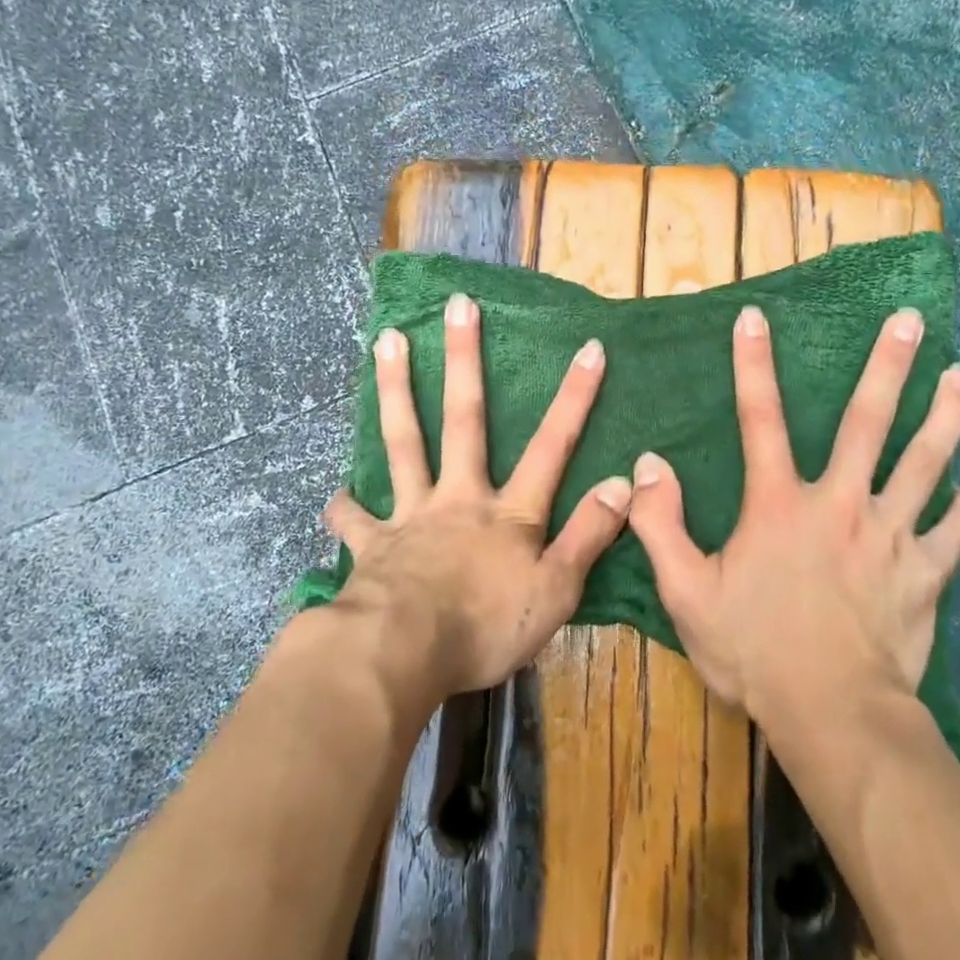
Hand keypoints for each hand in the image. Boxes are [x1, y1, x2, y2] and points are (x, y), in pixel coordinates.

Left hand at [323, 291, 633, 698]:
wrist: (401, 654)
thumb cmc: (485, 627)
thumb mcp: (555, 591)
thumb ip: (588, 536)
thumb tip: (623, 483)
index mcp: (508, 513)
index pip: (551, 447)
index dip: (574, 398)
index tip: (588, 347)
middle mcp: (458, 498)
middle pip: (464, 419)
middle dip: (465, 360)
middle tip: (456, 306)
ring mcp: (411, 516)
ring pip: (404, 441)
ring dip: (396, 389)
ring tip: (387, 341)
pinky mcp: (373, 544)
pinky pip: (355, 519)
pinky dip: (345, 506)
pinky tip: (336, 493)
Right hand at [628, 305, 959, 725]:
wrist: (832, 713)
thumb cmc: (753, 651)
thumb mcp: (685, 592)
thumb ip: (660, 525)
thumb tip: (648, 465)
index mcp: (779, 505)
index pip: (760, 419)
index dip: (753, 364)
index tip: (756, 317)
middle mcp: (840, 505)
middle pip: (869, 422)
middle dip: (888, 367)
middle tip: (910, 320)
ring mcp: (890, 536)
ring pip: (925, 463)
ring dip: (944, 416)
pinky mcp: (925, 574)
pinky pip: (952, 533)